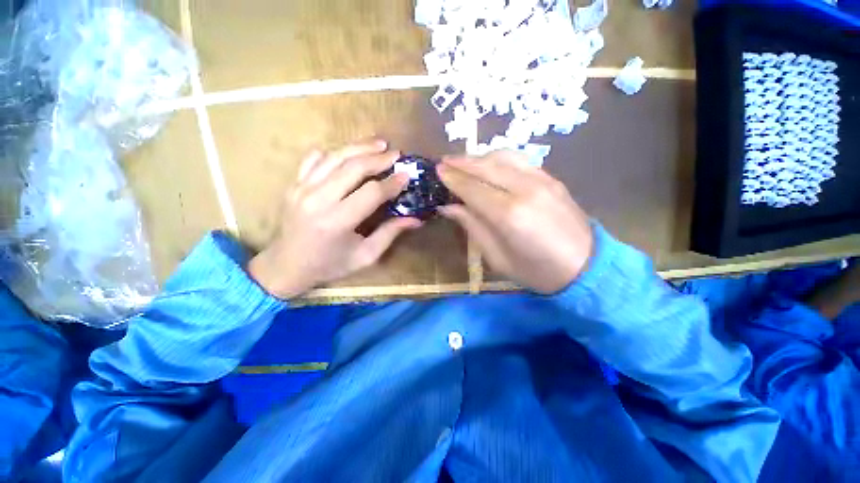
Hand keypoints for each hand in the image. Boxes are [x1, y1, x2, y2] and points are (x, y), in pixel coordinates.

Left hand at [249, 140, 420, 298]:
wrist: (287, 266)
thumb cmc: (330, 265)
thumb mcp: (365, 256)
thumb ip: (390, 233)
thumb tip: (416, 219)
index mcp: (337, 221)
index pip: (371, 192)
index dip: (392, 183)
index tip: (406, 176)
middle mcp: (318, 200)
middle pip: (353, 167)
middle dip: (378, 158)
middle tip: (396, 154)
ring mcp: (301, 189)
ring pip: (334, 157)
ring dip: (359, 147)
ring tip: (379, 143)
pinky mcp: (294, 184)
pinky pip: (314, 159)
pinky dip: (333, 152)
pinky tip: (348, 152)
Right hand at [437, 151, 592, 293]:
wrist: (587, 267)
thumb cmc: (537, 271)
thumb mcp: (497, 258)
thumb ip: (473, 227)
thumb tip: (449, 207)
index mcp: (509, 215)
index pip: (472, 188)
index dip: (453, 179)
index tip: (437, 171)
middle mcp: (524, 190)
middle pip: (486, 166)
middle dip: (461, 162)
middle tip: (444, 161)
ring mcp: (541, 180)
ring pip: (503, 157)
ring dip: (479, 156)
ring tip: (463, 161)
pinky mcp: (551, 178)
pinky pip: (519, 160)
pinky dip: (499, 158)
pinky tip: (489, 163)